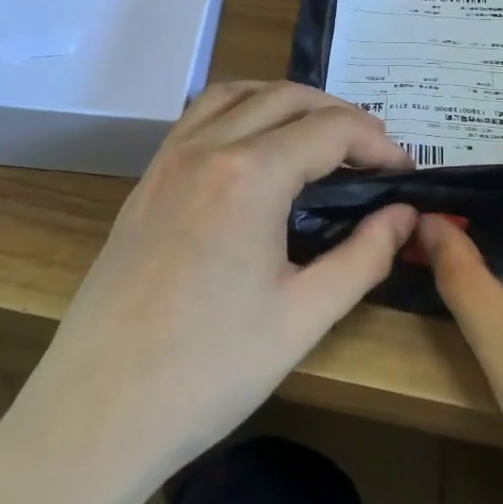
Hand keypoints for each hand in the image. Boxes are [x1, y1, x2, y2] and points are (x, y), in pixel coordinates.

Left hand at [19, 81, 416, 484]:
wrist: (99, 409)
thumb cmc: (209, 370)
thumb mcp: (304, 316)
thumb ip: (364, 256)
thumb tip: (403, 216)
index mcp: (249, 175)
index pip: (330, 129)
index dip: (376, 143)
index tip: (403, 172)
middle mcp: (206, 148)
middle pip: (286, 97)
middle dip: (340, 115)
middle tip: (372, 155)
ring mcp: (167, 160)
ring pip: (237, 94)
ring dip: (287, 102)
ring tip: (319, 138)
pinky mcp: (146, 181)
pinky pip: (199, 118)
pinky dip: (241, 112)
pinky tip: (256, 150)